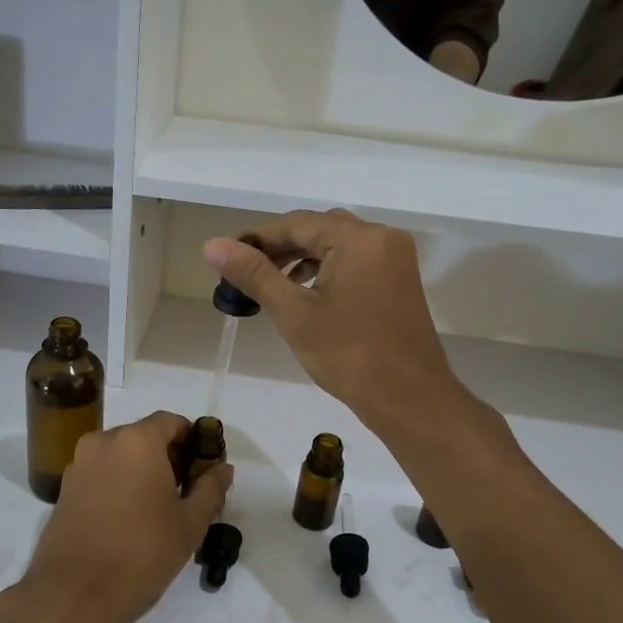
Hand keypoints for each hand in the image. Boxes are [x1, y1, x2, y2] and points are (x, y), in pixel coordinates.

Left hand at [16, 412, 231, 622]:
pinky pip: (101, 474)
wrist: (72, 596)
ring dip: (142, 472)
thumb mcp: (189, 524)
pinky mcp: (64, 489)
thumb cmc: (140, 554)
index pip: (172, 422)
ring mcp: (79, 464)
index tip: (204, 470)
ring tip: (157, 510)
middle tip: (186, 494)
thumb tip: (222, 468)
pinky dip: (119, 485)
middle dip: (168, 458)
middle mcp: (103, 441)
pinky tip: (128, 520)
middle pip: (145, 436)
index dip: (193, 441)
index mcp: (137, 441)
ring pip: (121, 456)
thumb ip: (210, 489)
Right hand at [204, 210, 458, 430]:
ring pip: (337, 245)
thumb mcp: (294, 313)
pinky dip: (325, 270)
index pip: (296, 223)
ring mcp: (395, 259)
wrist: (409, 398)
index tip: (224, 256)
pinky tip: (304, 292)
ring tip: (267, 283)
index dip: (256, 238)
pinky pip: (354, 261)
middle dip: (278, 247)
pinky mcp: (398, 280)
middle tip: (242, 271)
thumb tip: (212, 245)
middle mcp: (382, 237)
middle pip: (318, 229)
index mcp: (358, 238)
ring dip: (301, 258)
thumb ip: (254, 274)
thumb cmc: (349, 355)